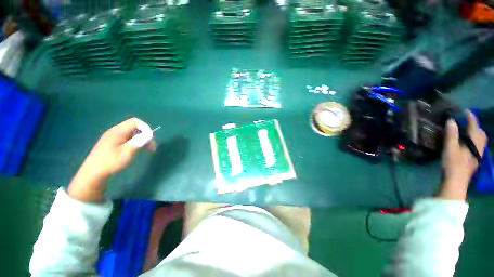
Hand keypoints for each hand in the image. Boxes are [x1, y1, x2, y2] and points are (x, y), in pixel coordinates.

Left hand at [68, 118, 155, 201]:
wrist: (92, 175)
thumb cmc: (110, 162)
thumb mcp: (127, 152)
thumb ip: (139, 141)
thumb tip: (150, 134)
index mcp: (117, 131)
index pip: (135, 122)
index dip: (145, 128)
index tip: (150, 139)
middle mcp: (115, 132)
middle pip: (134, 127)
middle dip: (145, 135)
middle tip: (151, 146)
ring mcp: (113, 138)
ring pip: (132, 133)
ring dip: (141, 139)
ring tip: (146, 149)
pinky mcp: (112, 144)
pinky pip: (127, 139)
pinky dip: (135, 142)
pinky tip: (136, 150)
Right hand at [439, 111, 486, 199]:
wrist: (456, 182)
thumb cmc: (453, 164)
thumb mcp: (450, 149)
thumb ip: (451, 135)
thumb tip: (451, 121)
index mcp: (474, 143)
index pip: (474, 126)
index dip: (470, 118)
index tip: (465, 111)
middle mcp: (479, 147)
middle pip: (480, 133)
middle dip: (475, 125)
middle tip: (466, 121)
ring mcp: (478, 154)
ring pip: (480, 140)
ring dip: (475, 133)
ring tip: (467, 130)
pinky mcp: (474, 159)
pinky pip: (477, 145)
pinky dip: (474, 140)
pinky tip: (467, 142)